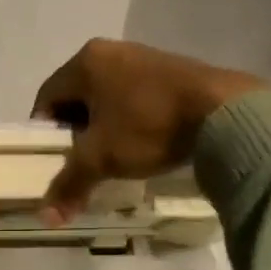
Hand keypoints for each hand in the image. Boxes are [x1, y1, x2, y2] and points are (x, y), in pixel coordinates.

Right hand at [30, 38, 270, 222]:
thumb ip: (69, 185)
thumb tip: (46, 219)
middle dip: (75, 131)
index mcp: (85, 63)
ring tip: (114, 155)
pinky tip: (143, 141)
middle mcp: (110, 51)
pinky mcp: (171, 69)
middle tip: (82, 160)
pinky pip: (134, 95)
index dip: (45, 133)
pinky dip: (130, 118)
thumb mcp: (101, 159)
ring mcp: (143, 56)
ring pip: (107, 96)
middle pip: (77, 97)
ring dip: (104, 125)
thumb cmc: (148, 127)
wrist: (225, 112)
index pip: (47, 98)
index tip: (55, 159)